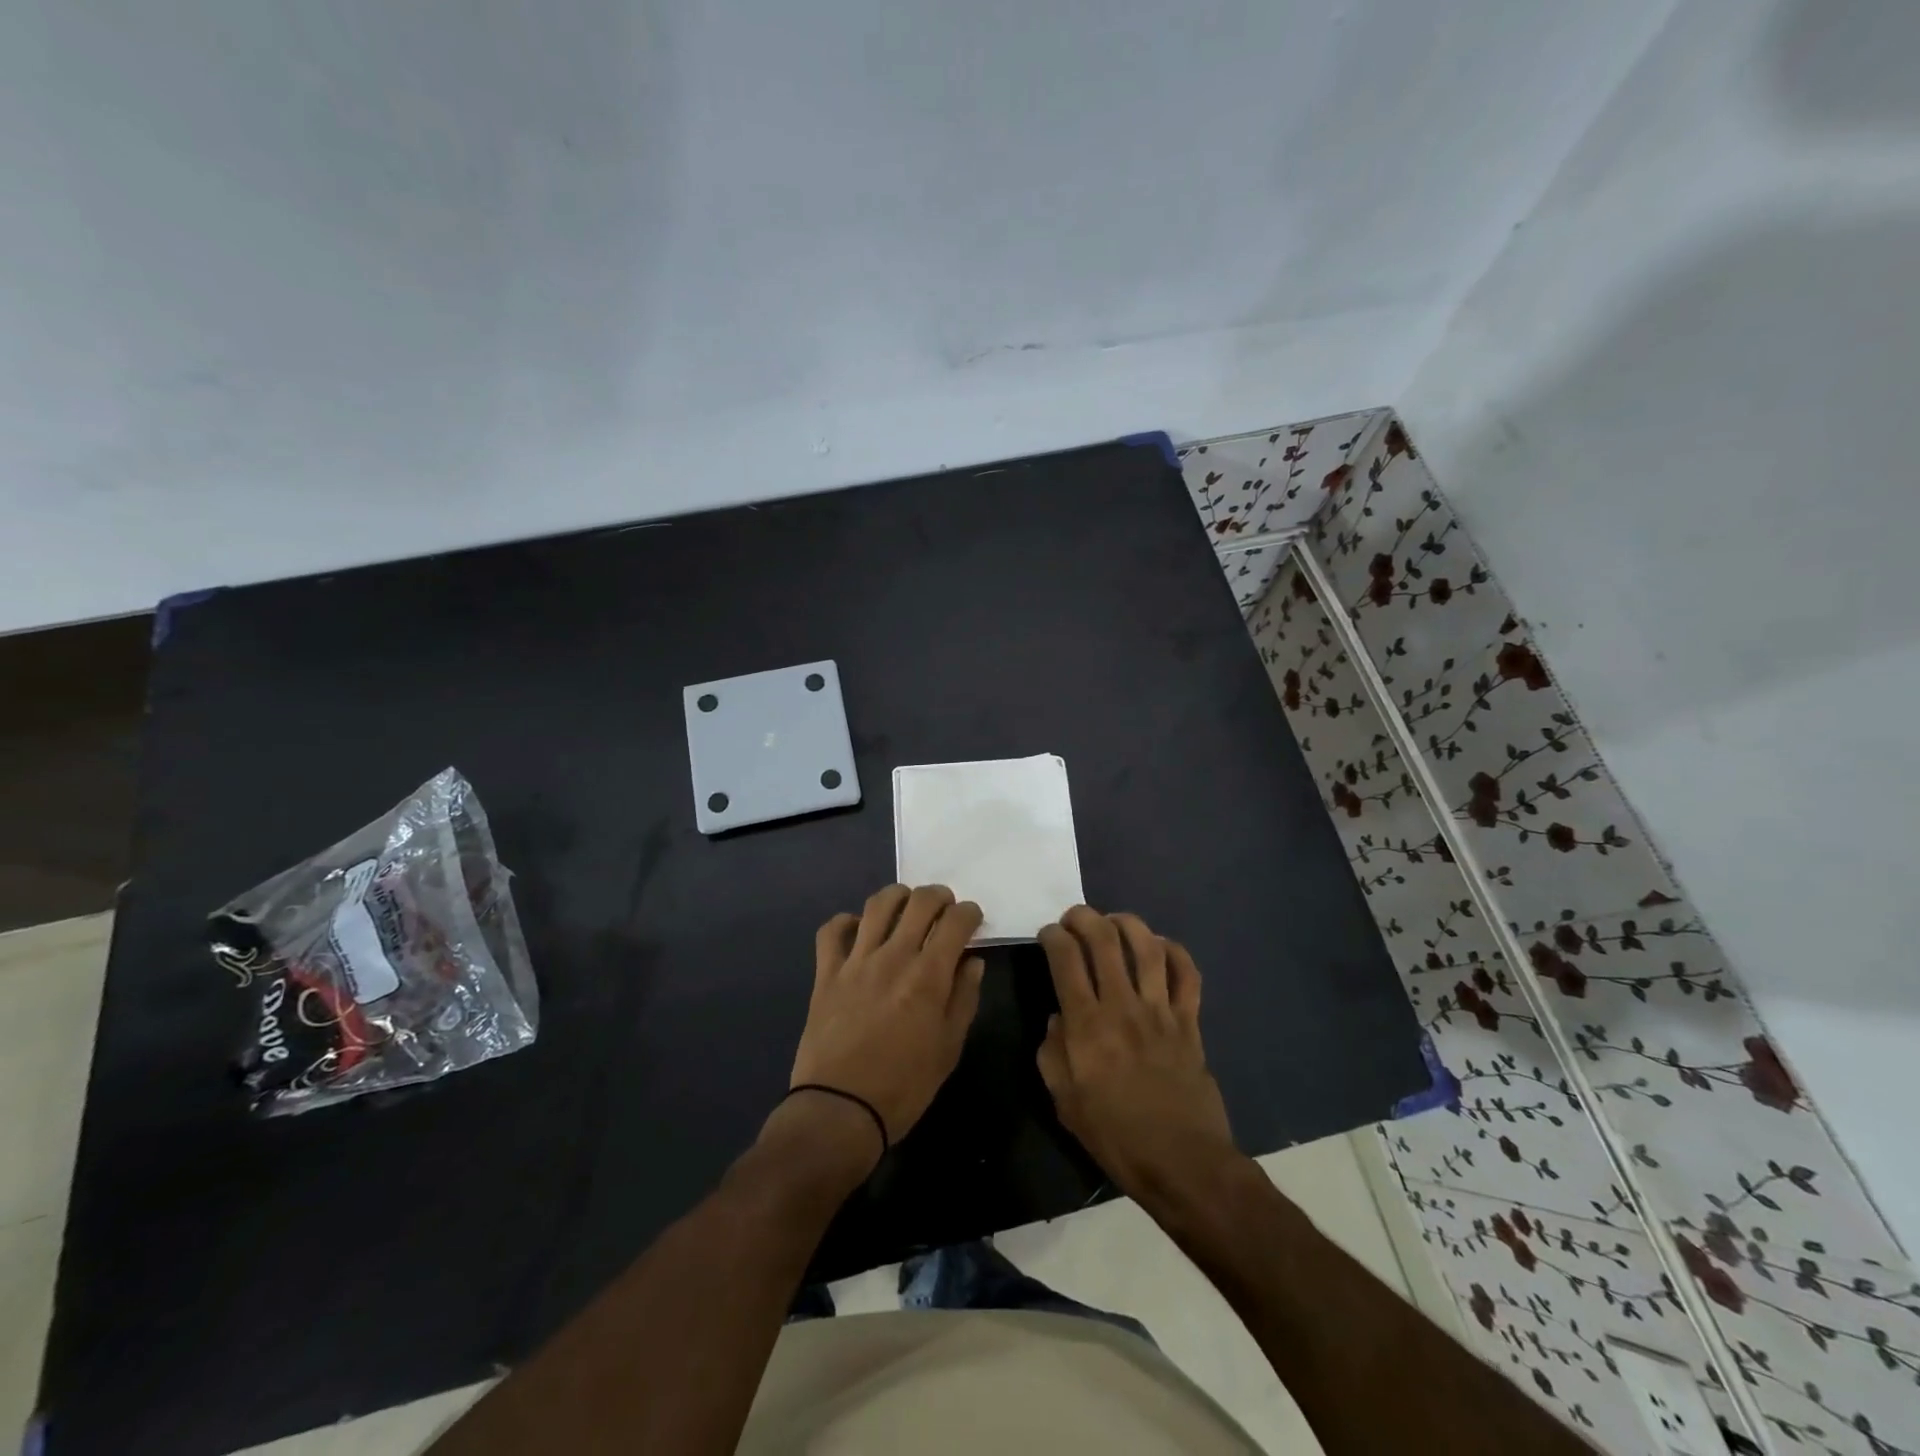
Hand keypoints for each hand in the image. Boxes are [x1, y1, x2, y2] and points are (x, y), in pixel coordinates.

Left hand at [790, 884, 985, 1154]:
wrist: (840, 1110)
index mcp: (928, 976)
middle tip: (944, 908)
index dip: (969, 913)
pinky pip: (832, 931)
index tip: (972, 919)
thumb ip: (964, 998)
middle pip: (919, 902)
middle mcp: (893, 956)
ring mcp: (856, 961)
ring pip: (877, 905)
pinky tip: (858, 930)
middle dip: (939, 896)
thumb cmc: (904, 1086)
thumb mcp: (949, 1048)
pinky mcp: (826, 973)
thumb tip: (972, 961)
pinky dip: (846, 922)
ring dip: (898, 896)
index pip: (955, 922)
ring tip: (906, 906)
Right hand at [1036, 906, 1237, 1206]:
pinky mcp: (1189, 1022)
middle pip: (1104, 941)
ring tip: (1114, 920)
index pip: (1066, 960)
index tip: (1047, 934)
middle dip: (1084, 917)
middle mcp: (1123, 1007)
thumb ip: (1053, 1053)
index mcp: (1087, 1026)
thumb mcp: (1065, 1102)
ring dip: (1127, 923)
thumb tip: (1057, 1019)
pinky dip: (1175, 953)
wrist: (1182, 1162)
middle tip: (1074, 916)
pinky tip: (1161, 946)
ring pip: (1147, 948)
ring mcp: (1160, 1011)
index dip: (1053, 937)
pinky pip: (1187, 975)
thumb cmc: (1116, 1136)